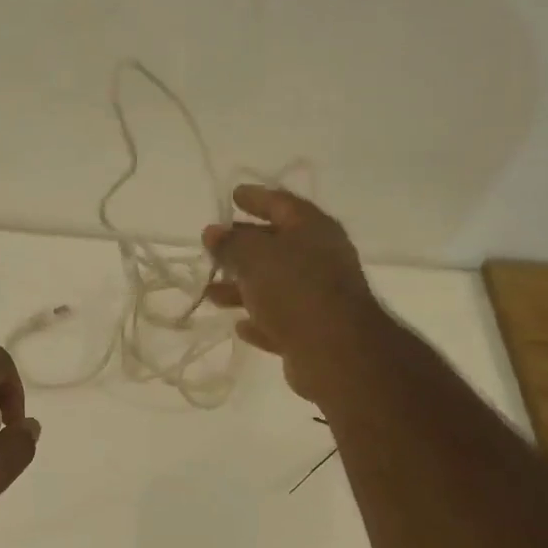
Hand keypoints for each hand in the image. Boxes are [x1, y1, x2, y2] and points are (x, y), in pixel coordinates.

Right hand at [204, 185, 379, 403]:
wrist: (336, 351)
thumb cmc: (294, 289)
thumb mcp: (254, 258)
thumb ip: (230, 244)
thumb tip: (213, 232)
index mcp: (312, 229)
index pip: (281, 204)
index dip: (256, 198)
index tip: (233, 195)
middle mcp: (320, 258)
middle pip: (276, 245)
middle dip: (243, 246)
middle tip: (214, 245)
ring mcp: (318, 297)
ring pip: (274, 286)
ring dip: (242, 287)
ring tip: (210, 293)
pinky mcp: (313, 332)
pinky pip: (280, 320)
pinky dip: (259, 319)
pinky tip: (239, 325)